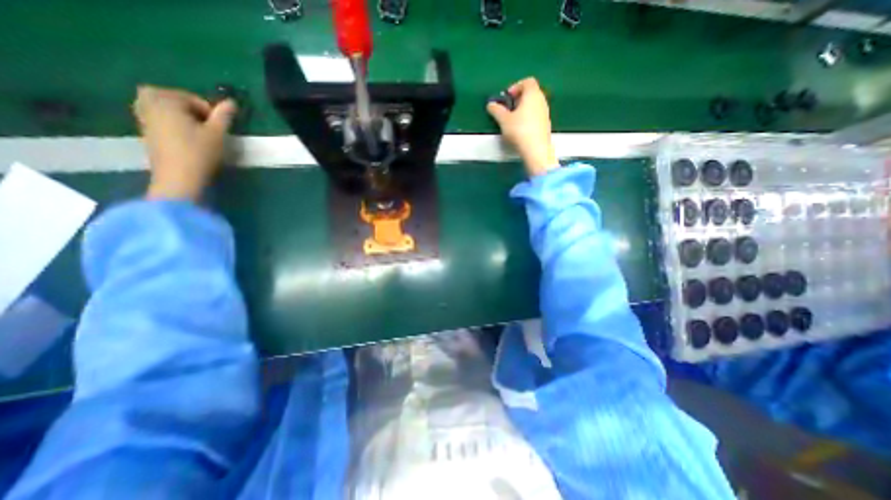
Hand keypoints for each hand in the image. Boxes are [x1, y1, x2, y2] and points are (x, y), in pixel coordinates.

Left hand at [133, 85, 235, 200]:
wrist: (178, 176)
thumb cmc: (199, 152)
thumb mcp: (217, 133)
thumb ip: (223, 116)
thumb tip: (232, 102)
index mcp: (164, 100)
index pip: (190, 98)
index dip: (209, 111)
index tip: (218, 127)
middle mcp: (148, 103)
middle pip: (171, 98)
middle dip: (190, 109)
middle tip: (206, 125)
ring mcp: (143, 117)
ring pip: (163, 108)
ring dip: (180, 115)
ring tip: (197, 132)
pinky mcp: (145, 131)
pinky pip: (157, 117)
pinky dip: (171, 122)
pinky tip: (186, 139)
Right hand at [487, 75, 555, 177]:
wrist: (536, 150)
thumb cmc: (520, 130)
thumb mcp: (504, 120)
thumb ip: (496, 110)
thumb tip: (490, 104)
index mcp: (533, 94)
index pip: (527, 81)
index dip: (515, 86)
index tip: (506, 98)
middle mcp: (542, 100)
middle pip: (531, 93)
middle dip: (518, 99)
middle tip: (507, 110)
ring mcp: (545, 113)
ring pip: (533, 105)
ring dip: (522, 110)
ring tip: (512, 121)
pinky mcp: (546, 125)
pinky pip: (536, 116)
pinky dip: (527, 118)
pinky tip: (520, 130)